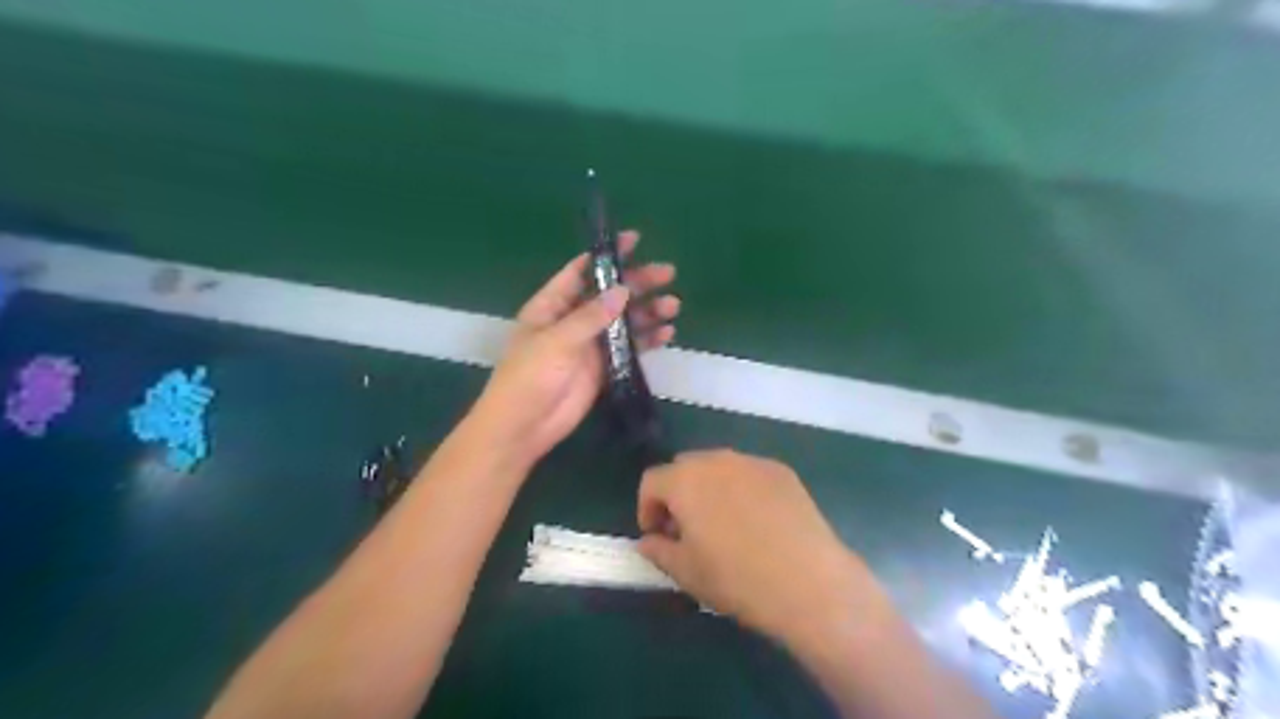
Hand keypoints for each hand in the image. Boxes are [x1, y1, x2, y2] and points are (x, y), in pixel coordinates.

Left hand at [472, 229, 679, 472]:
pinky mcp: (603, 368)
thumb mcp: (556, 341)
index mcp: (552, 306)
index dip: (606, 256)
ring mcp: (589, 345)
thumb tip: (622, 291)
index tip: (634, 241)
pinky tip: (667, 333)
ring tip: (673, 305)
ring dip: (647, 312)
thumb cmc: (529, 377)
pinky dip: (647, 340)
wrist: (524, 426)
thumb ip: (590, 316)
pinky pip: (629, 348)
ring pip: (623, 321)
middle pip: (609, 294)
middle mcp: (572, 320)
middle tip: (667, 273)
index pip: (581, 271)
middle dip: (637, 283)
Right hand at [636, 450, 881, 646]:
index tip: (657, 535)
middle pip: (684, 467)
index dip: (647, 508)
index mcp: (685, 480)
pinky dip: (742, 490)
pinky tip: (758, 522)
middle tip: (687, 528)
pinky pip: (749, 474)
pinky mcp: (782, 471)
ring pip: (719, 467)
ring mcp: (752, 462)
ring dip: (710, 489)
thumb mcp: (686, 572)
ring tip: (724, 525)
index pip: (652, 481)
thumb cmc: (736, 578)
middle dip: (678, 494)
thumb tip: (648, 541)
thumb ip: (658, 550)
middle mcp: (716, 460)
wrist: (808, 581)